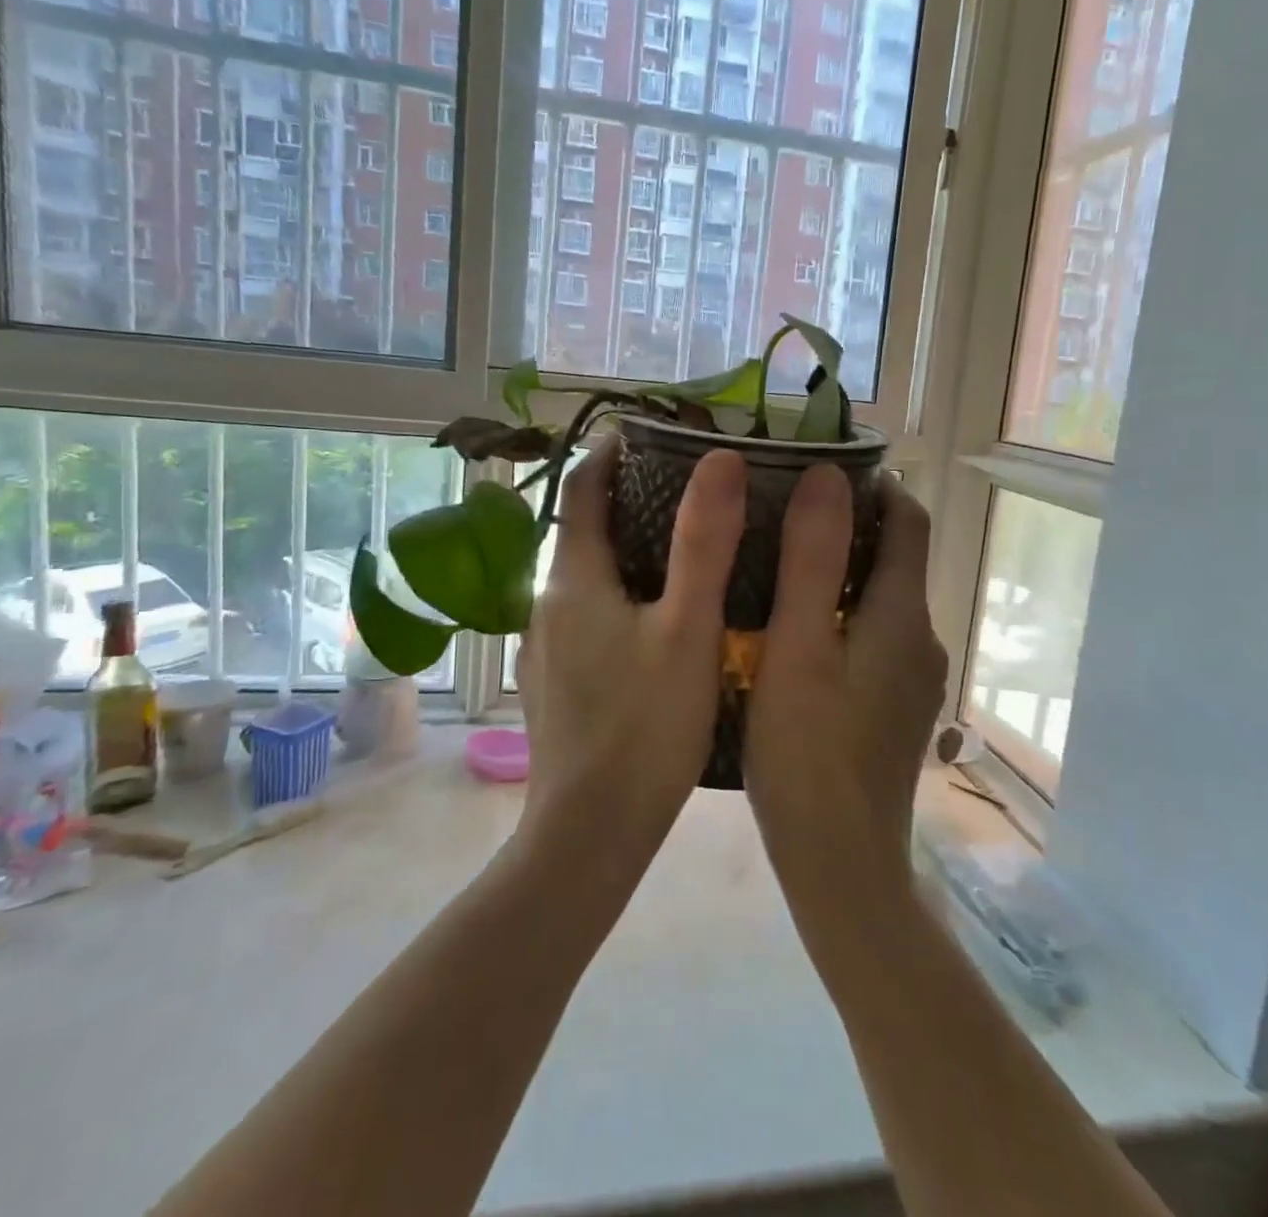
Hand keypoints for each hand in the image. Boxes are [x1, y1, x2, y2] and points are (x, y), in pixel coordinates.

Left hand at [514, 436, 746, 877]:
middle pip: (583, 531)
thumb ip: (705, 543)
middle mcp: (548, 604)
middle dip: (628, 502)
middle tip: (689, 491)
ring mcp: (547, 647)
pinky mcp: (556, 682)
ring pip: (587, 578)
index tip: (648, 433)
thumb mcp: (688, 629)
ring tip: (686, 551)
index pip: (581, 489)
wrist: (589, 833)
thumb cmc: (644, 728)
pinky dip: (620, 596)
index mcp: (573, 580)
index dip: (608, 452)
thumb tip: (720, 461)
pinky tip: (661, 622)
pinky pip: (587, 616)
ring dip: (626, 553)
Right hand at [743, 468, 946, 905]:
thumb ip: (812, 558)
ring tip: (775, 562)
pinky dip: (841, 613)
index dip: (874, 484)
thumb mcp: (797, 646)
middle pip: (896, 557)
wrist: (840, 863)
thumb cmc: (806, 751)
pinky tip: (792, 630)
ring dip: (840, 570)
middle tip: (780, 511)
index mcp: (902, 615)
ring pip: (881, 599)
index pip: (909, 520)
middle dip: (848, 524)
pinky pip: (873, 636)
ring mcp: (912, 678)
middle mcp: (922, 638)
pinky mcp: (895, 707)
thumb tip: (828, 475)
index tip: (819, 468)